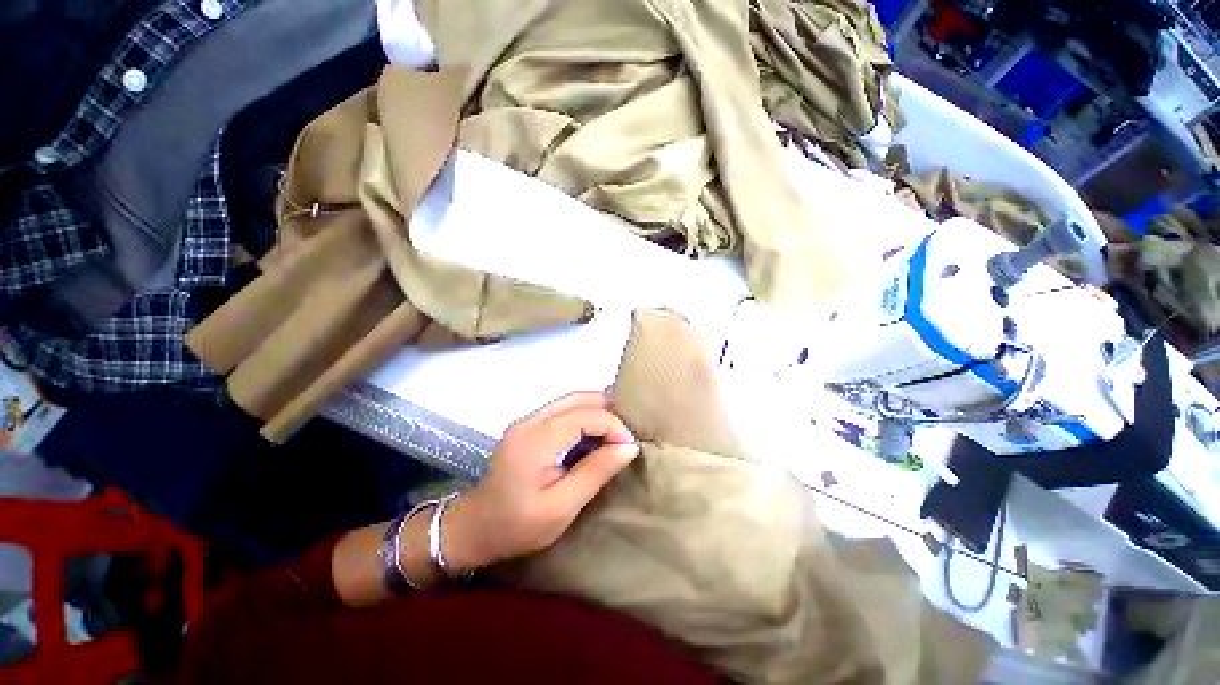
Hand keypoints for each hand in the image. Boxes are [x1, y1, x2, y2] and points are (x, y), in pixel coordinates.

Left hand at [442, 391, 639, 570]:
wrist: (474, 528)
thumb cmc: (517, 526)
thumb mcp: (562, 508)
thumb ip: (595, 472)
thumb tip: (629, 447)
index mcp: (537, 440)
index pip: (585, 416)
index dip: (613, 425)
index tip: (631, 445)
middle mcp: (530, 421)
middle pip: (577, 398)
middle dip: (608, 410)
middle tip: (628, 431)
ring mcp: (526, 421)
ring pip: (570, 400)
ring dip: (596, 409)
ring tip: (616, 429)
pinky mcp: (527, 426)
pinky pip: (562, 409)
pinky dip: (583, 414)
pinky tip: (594, 430)